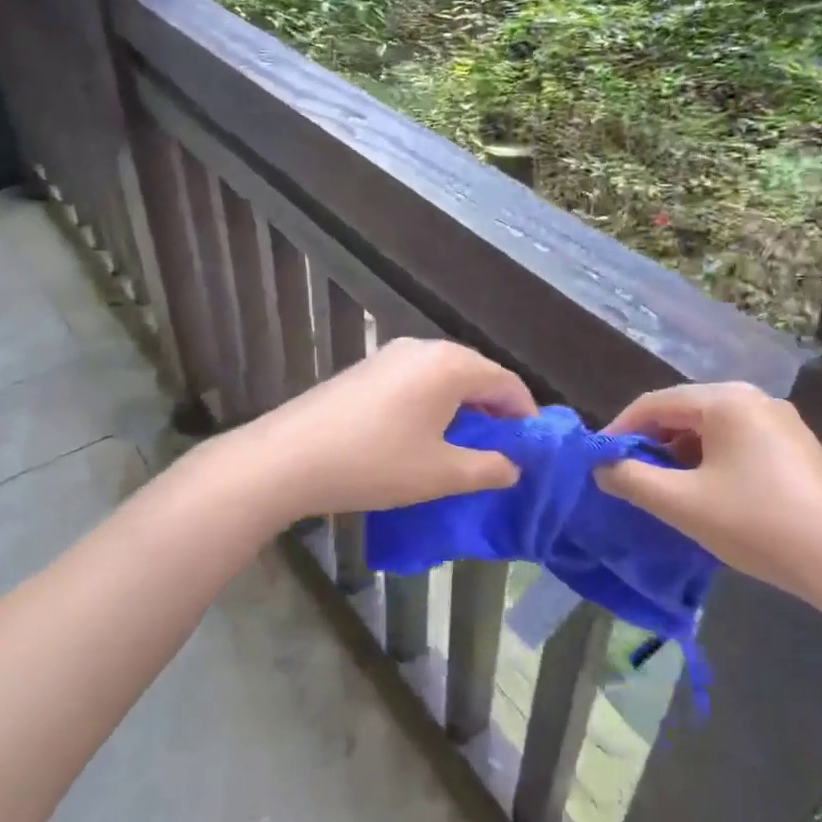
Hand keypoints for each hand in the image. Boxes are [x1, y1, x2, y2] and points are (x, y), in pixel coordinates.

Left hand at [227, 338, 535, 519]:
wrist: (290, 456)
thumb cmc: (375, 463)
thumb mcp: (440, 474)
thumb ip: (487, 468)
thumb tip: (513, 467)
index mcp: (450, 365)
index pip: (505, 381)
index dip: (525, 413)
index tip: (531, 446)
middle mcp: (423, 348)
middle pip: (476, 372)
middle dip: (495, 407)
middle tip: (502, 446)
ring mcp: (390, 354)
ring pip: (444, 374)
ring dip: (463, 404)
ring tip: (465, 442)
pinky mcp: (367, 367)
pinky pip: (417, 378)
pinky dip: (434, 400)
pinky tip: (424, 431)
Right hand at [596, 383, 821, 615]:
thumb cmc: (759, 524)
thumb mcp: (683, 504)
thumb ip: (631, 480)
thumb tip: (600, 467)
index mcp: (725, 400)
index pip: (654, 403)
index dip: (620, 430)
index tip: (598, 461)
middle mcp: (755, 399)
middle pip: (684, 412)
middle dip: (650, 443)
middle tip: (628, 478)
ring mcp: (782, 423)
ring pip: (711, 429)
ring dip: (680, 455)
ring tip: (664, 490)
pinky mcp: (798, 450)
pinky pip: (738, 443)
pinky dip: (710, 462)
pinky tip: (708, 495)